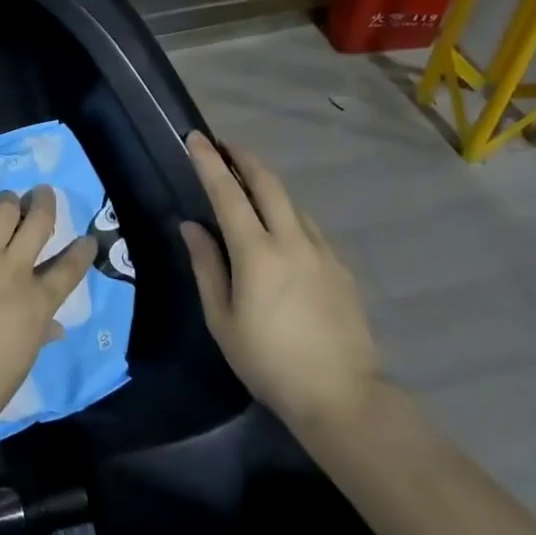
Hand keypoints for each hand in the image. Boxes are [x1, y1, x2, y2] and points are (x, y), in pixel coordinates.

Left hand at [0, 188, 94, 427]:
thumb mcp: (23, 362)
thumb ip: (40, 335)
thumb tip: (57, 329)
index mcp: (39, 302)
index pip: (70, 268)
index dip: (81, 250)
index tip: (86, 238)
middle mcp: (15, 270)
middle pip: (39, 222)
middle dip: (44, 202)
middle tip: (42, 193)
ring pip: (4, 210)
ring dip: (7, 202)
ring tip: (6, 200)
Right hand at [180, 132, 380, 429]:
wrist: (343, 396)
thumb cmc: (269, 362)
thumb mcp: (223, 320)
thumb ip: (206, 267)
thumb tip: (192, 226)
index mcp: (257, 253)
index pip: (227, 194)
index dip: (209, 162)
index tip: (196, 138)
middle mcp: (292, 241)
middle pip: (268, 183)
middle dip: (244, 158)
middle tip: (225, 148)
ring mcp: (322, 252)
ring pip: (292, 203)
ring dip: (268, 186)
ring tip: (249, 188)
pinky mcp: (341, 268)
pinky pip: (309, 228)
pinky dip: (289, 215)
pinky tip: (282, 232)